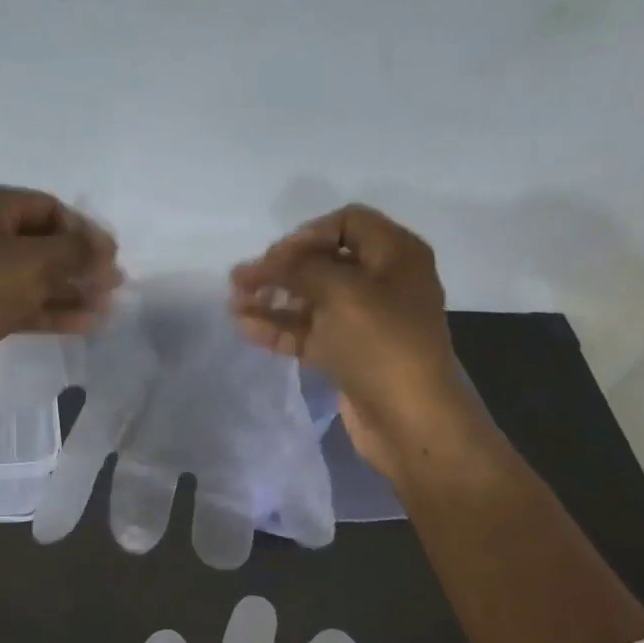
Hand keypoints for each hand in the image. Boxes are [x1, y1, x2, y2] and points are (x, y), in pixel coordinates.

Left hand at [0, 185, 119, 395]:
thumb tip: (106, 252)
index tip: (111, 255)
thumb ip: (78, 252)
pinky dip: (51, 311)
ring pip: (33, 277)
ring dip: (70, 290)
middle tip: (113, 283)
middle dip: (80, 263)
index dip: (84, 229)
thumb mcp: (37, 262)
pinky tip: (85, 324)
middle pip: (42, 243)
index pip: (48, 207)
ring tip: (106, 306)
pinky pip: (21, 303)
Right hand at [229, 205, 481, 472]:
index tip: (275, 257)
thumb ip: (300, 268)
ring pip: (311, 299)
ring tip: (233, 303)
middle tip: (241, 280)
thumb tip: (268, 262)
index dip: (307, 234)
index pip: (347, 223)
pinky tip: (245, 327)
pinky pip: (308, 331)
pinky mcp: (347, 354)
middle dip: (280, 269)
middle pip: (323, 262)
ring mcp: (364, 321)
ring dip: (272, 299)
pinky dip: (279, 328)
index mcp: (395, 255)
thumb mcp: (341, 292)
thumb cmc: (381, 344)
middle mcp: (382, 282)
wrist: (409, 419)